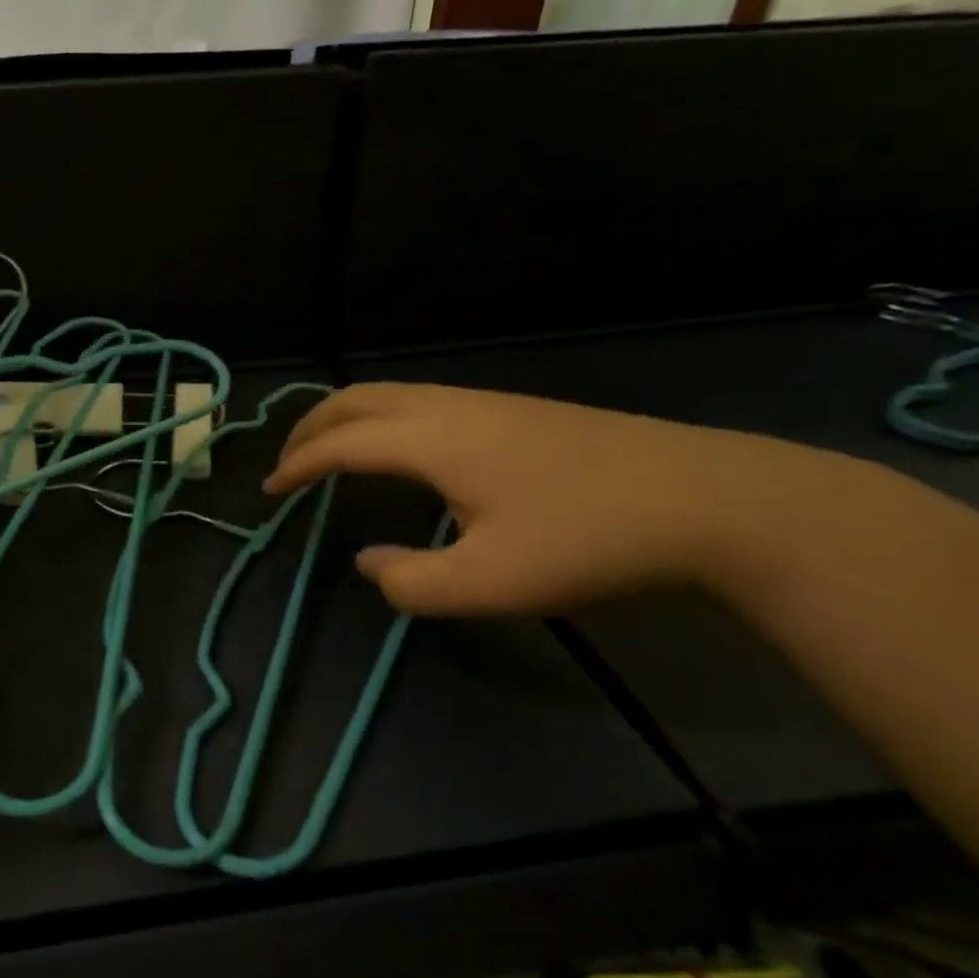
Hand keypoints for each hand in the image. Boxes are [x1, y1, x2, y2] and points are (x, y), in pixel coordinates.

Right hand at [263, 383, 839, 616]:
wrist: (708, 499)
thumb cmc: (588, 540)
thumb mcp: (491, 583)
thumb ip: (412, 581)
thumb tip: (370, 563)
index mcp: (432, 440)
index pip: (341, 443)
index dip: (297, 465)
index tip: (269, 491)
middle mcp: (448, 407)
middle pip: (357, 399)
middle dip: (311, 427)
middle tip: (288, 462)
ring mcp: (486, 403)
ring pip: (391, 394)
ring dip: (348, 419)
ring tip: (332, 452)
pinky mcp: (515, 410)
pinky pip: (420, 402)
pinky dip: (383, 419)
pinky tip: (401, 453)